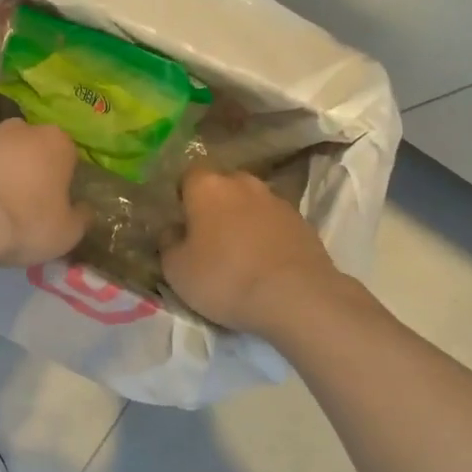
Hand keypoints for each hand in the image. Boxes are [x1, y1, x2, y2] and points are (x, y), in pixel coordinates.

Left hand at [0, 121, 86, 267]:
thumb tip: (83, 209)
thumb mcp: (67, 234)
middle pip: (27, 147)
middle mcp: (18, 128)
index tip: (50, 204)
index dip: (59, 180)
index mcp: (55, 143)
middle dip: (24, 168)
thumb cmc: (22, 224)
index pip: (66, 156)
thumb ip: (81, 217)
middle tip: (16, 204)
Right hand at [162, 169, 340, 334]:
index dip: (183, 195)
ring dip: (244, 219)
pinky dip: (267, 235)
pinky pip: (275, 222)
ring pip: (251, 203)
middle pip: (223, 185)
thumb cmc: (225, 278)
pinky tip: (265, 262)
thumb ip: (168, 243)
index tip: (181, 220)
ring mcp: (277, 200)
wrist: (296, 296)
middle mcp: (244, 183)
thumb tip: (173, 230)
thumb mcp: (177, 270)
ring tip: (240, 252)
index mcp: (207, 187)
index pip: (188, 175)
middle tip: (208, 236)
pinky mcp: (303, 221)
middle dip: (215, 204)